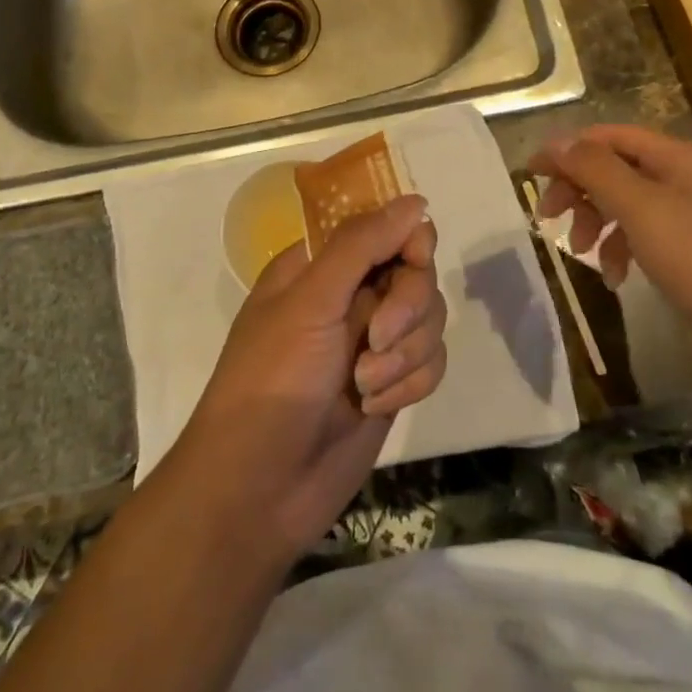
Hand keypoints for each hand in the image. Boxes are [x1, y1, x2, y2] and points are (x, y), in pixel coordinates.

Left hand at [175, 195, 446, 556]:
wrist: (260, 490)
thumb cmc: (273, 381)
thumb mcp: (311, 302)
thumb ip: (362, 245)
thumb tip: (415, 201)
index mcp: (320, 265)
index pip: (385, 228)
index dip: (408, 241)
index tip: (412, 261)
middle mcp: (350, 295)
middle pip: (416, 272)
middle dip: (406, 309)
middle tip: (376, 339)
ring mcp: (372, 341)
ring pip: (430, 319)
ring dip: (405, 354)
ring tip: (365, 386)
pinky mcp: (392, 384)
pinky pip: (431, 361)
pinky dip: (409, 383)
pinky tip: (375, 407)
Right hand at [529, 125, 691, 371]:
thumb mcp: (641, 209)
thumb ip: (596, 169)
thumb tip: (556, 142)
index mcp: (682, 156)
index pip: (611, 136)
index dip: (568, 150)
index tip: (531, 174)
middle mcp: (689, 175)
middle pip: (616, 167)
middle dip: (580, 190)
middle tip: (548, 217)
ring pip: (626, 201)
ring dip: (596, 220)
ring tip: (580, 251)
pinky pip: (644, 231)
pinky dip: (621, 246)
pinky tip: (613, 275)